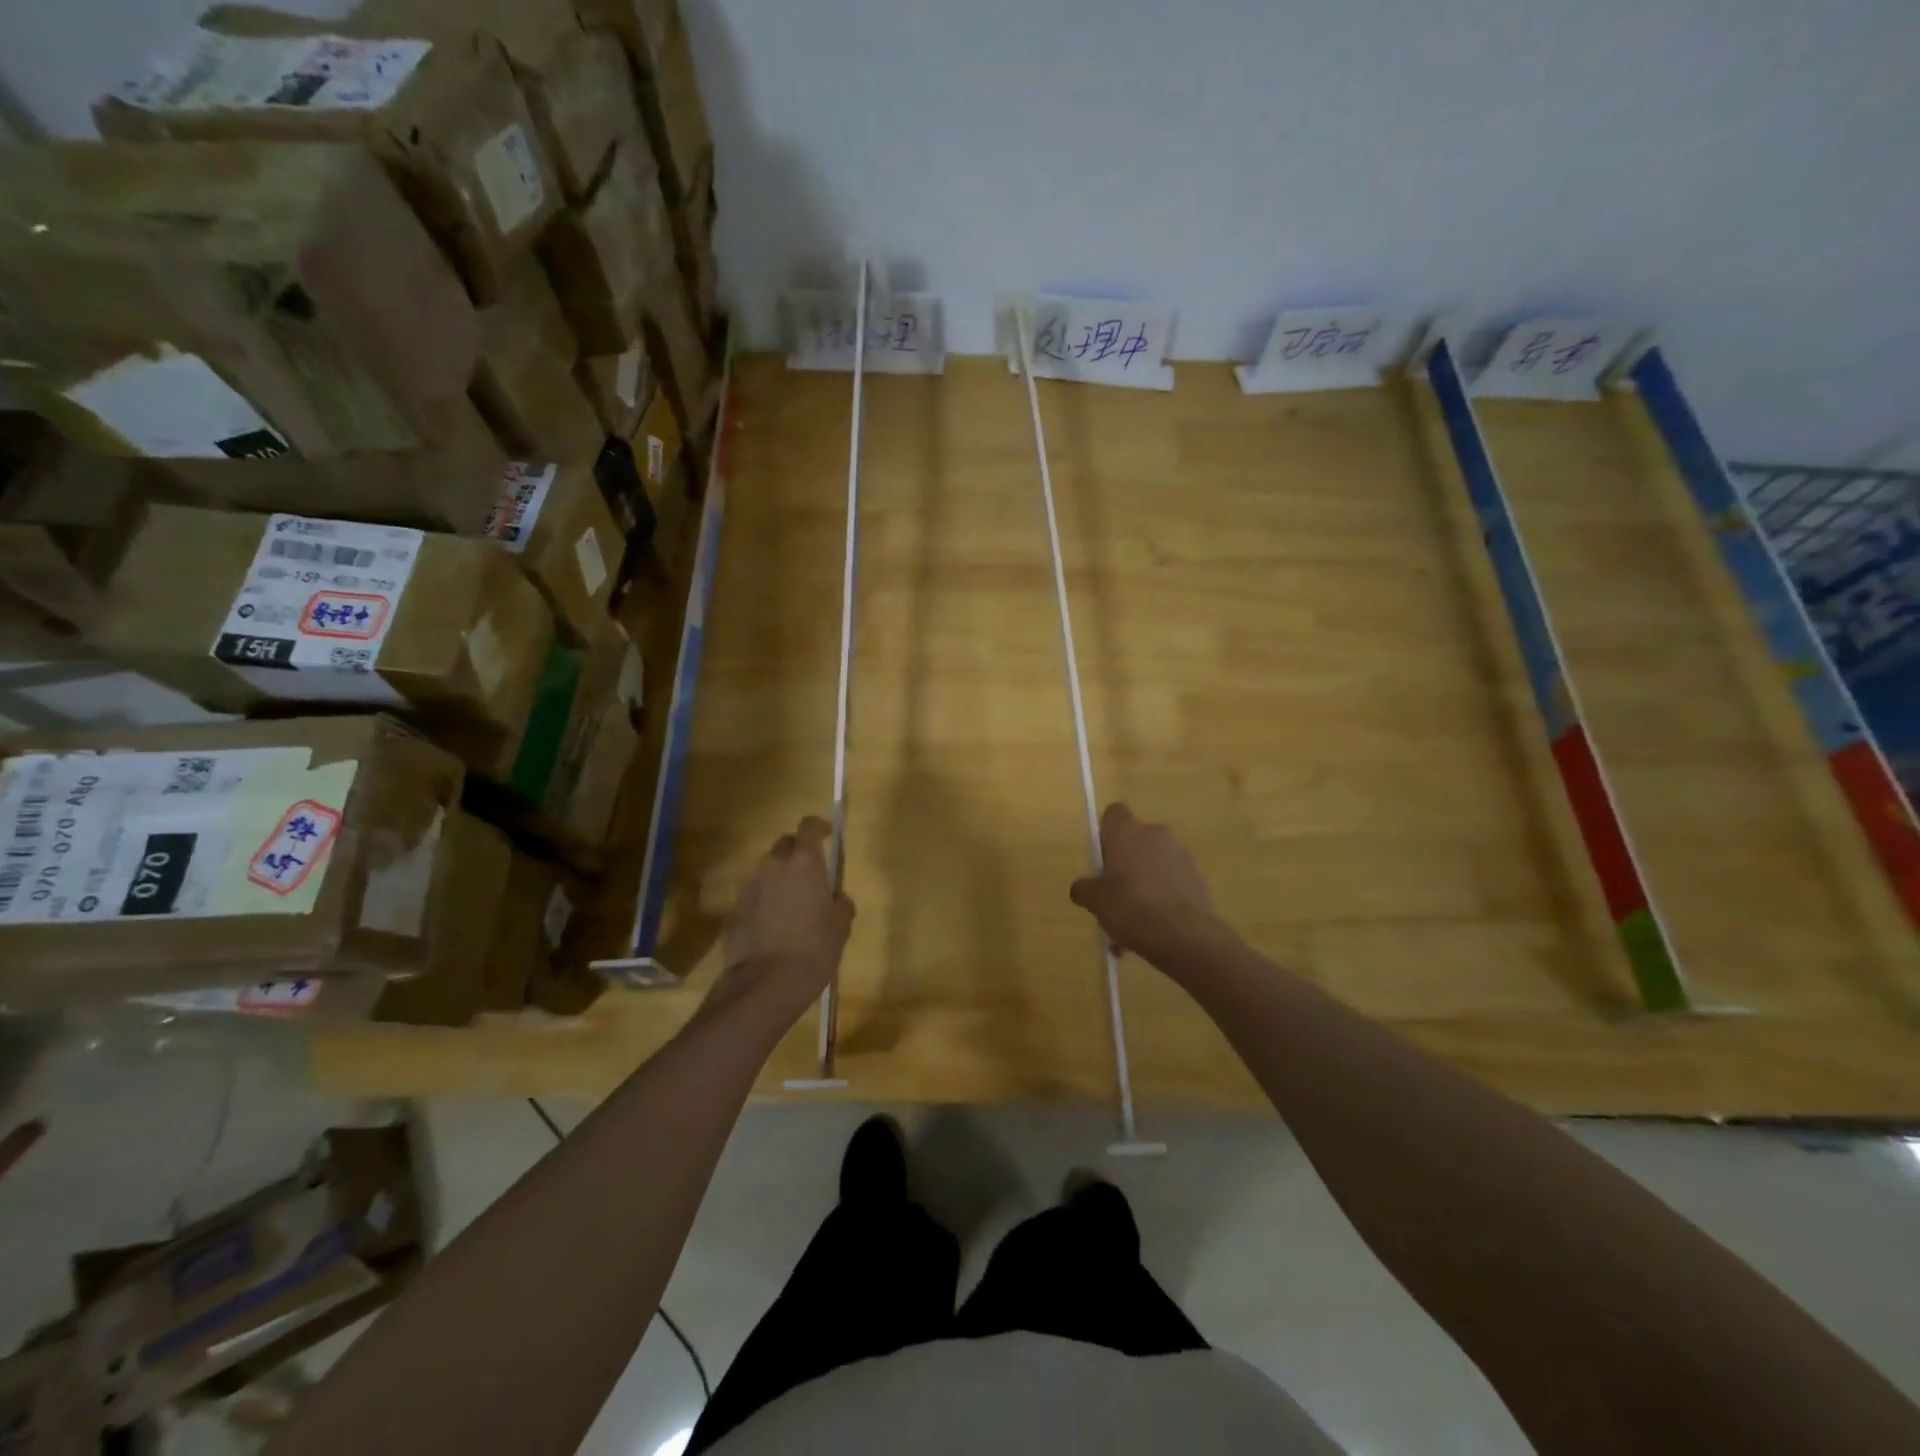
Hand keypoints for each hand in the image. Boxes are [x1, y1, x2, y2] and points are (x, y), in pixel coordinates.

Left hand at [713, 816, 854, 1018]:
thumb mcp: (840, 927)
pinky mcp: (734, 910)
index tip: (827, 835)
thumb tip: (834, 897)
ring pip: (767, 871)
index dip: (819, 827)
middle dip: (796, 854)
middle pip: (784, 845)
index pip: (809, 826)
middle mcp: (773, 866)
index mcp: (804, 863)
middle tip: (810, 876)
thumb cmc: (813, 950)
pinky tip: (772, 928)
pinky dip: (764, 903)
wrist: (765, 985)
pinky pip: (754, 896)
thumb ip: (840, 903)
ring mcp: (749, 887)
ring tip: (791, 907)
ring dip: (779, 879)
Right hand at [1070, 803, 1219, 970]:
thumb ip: (1084, 888)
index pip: (1114, 814)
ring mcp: (1180, 854)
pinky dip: (1163, 898)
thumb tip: (1082, 887)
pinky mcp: (1198, 876)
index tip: (1102, 859)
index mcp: (1126, 832)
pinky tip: (1155, 929)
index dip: (1106, 833)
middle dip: (1125, 865)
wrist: (1183, 934)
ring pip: (1154, 865)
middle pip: (1135, 842)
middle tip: (1115, 896)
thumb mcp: (1094, 901)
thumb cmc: (1130, 908)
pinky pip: (1172, 882)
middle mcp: (1155, 834)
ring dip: (1144, 885)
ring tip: (1134, 924)